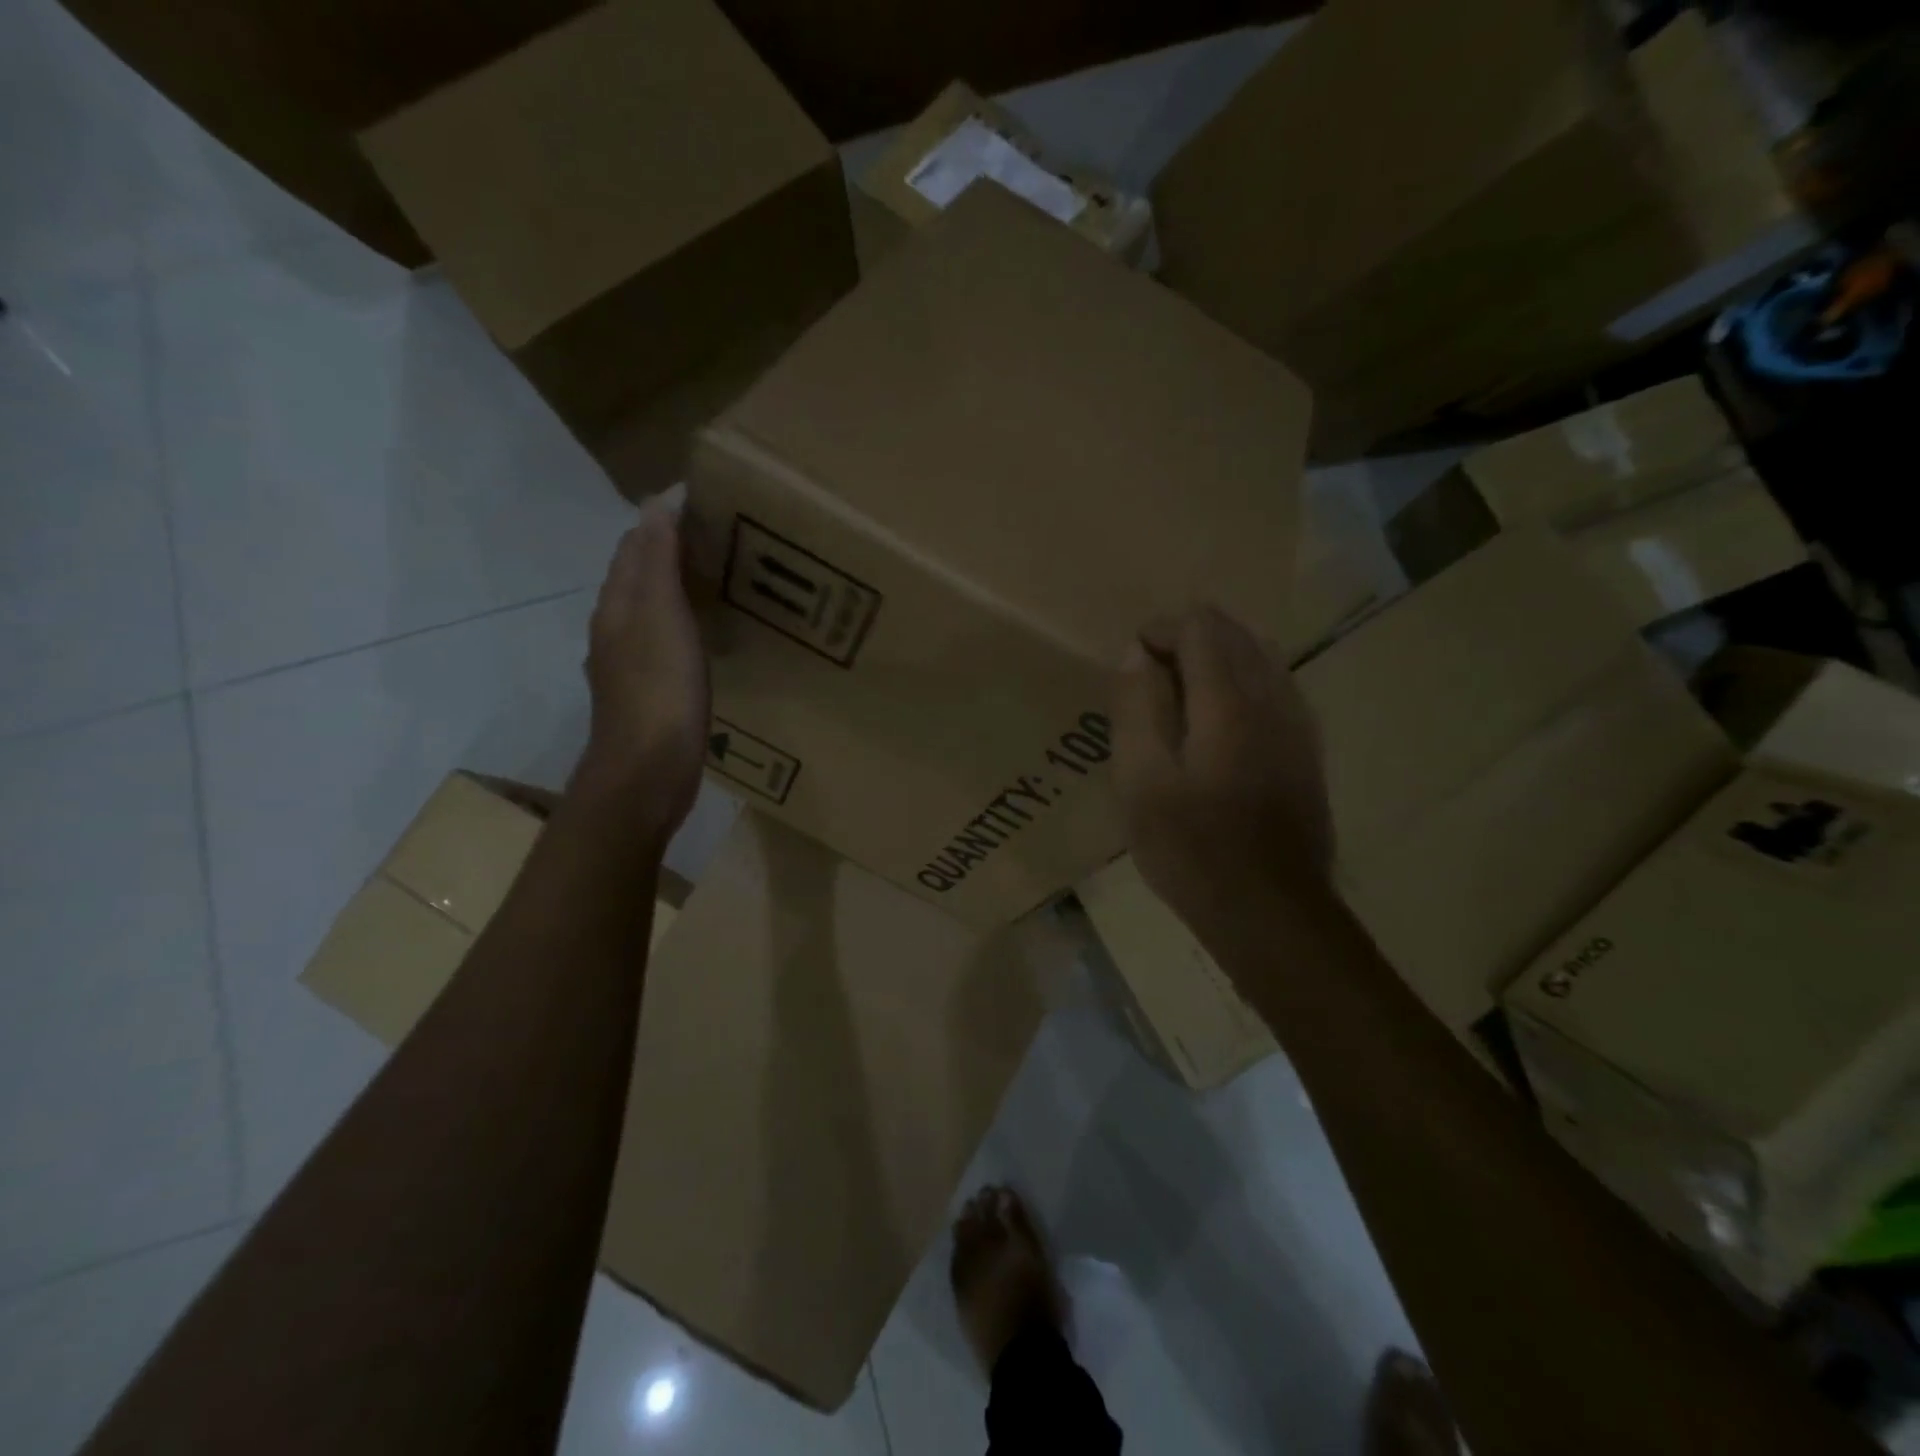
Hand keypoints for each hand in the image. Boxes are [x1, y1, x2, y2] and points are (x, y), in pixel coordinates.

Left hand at [573, 494, 710, 838]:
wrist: (647, 774)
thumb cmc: (659, 691)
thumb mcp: (661, 616)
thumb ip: (658, 560)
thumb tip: (657, 502)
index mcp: (617, 606)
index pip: (634, 547)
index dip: (662, 520)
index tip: (705, 503)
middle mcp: (614, 630)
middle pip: (638, 578)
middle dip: (669, 552)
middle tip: (720, 539)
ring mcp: (627, 667)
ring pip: (649, 613)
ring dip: (675, 591)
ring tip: (717, 581)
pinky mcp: (647, 696)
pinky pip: (662, 645)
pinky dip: (681, 627)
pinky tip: (703, 638)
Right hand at [1111, 605, 1332, 939]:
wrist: (1270, 910)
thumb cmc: (1191, 848)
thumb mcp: (1140, 781)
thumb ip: (1136, 708)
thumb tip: (1135, 653)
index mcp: (1228, 701)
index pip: (1201, 626)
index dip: (1161, 629)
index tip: (1131, 662)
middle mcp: (1272, 699)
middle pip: (1235, 634)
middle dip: (1188, 640)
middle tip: (1149, 681)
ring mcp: (1298, 725)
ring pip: (1261, 658)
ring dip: (1217, 661)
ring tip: (1178, 698)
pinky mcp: (1307, 751)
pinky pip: (1277, 689)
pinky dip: (1243, 685)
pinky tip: (1218, 724)